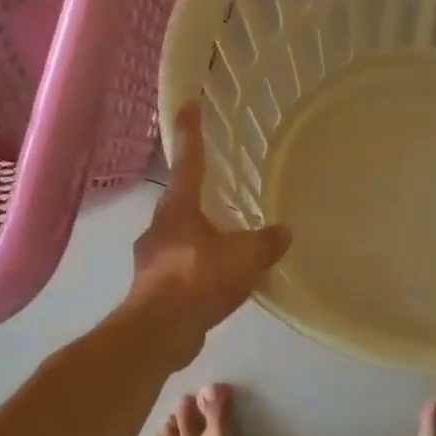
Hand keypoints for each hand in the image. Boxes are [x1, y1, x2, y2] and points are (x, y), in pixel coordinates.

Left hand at [123, 101, 291, 357]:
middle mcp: (160, 226)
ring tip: (226, 244)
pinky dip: (199, 270)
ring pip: (180, 238)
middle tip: (219, 192)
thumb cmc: (198, 278)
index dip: (191, 131)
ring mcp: (152, 259)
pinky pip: (182, 269)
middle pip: (181, 201)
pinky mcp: (153, 289)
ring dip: (200, 237)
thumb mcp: (245, 256)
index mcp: (178, 207)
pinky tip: (217, 283)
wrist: (159, 331)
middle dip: (198, 195)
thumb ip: (266, 242)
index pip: (188, 159)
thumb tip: (284, 231)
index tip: (189, 103)